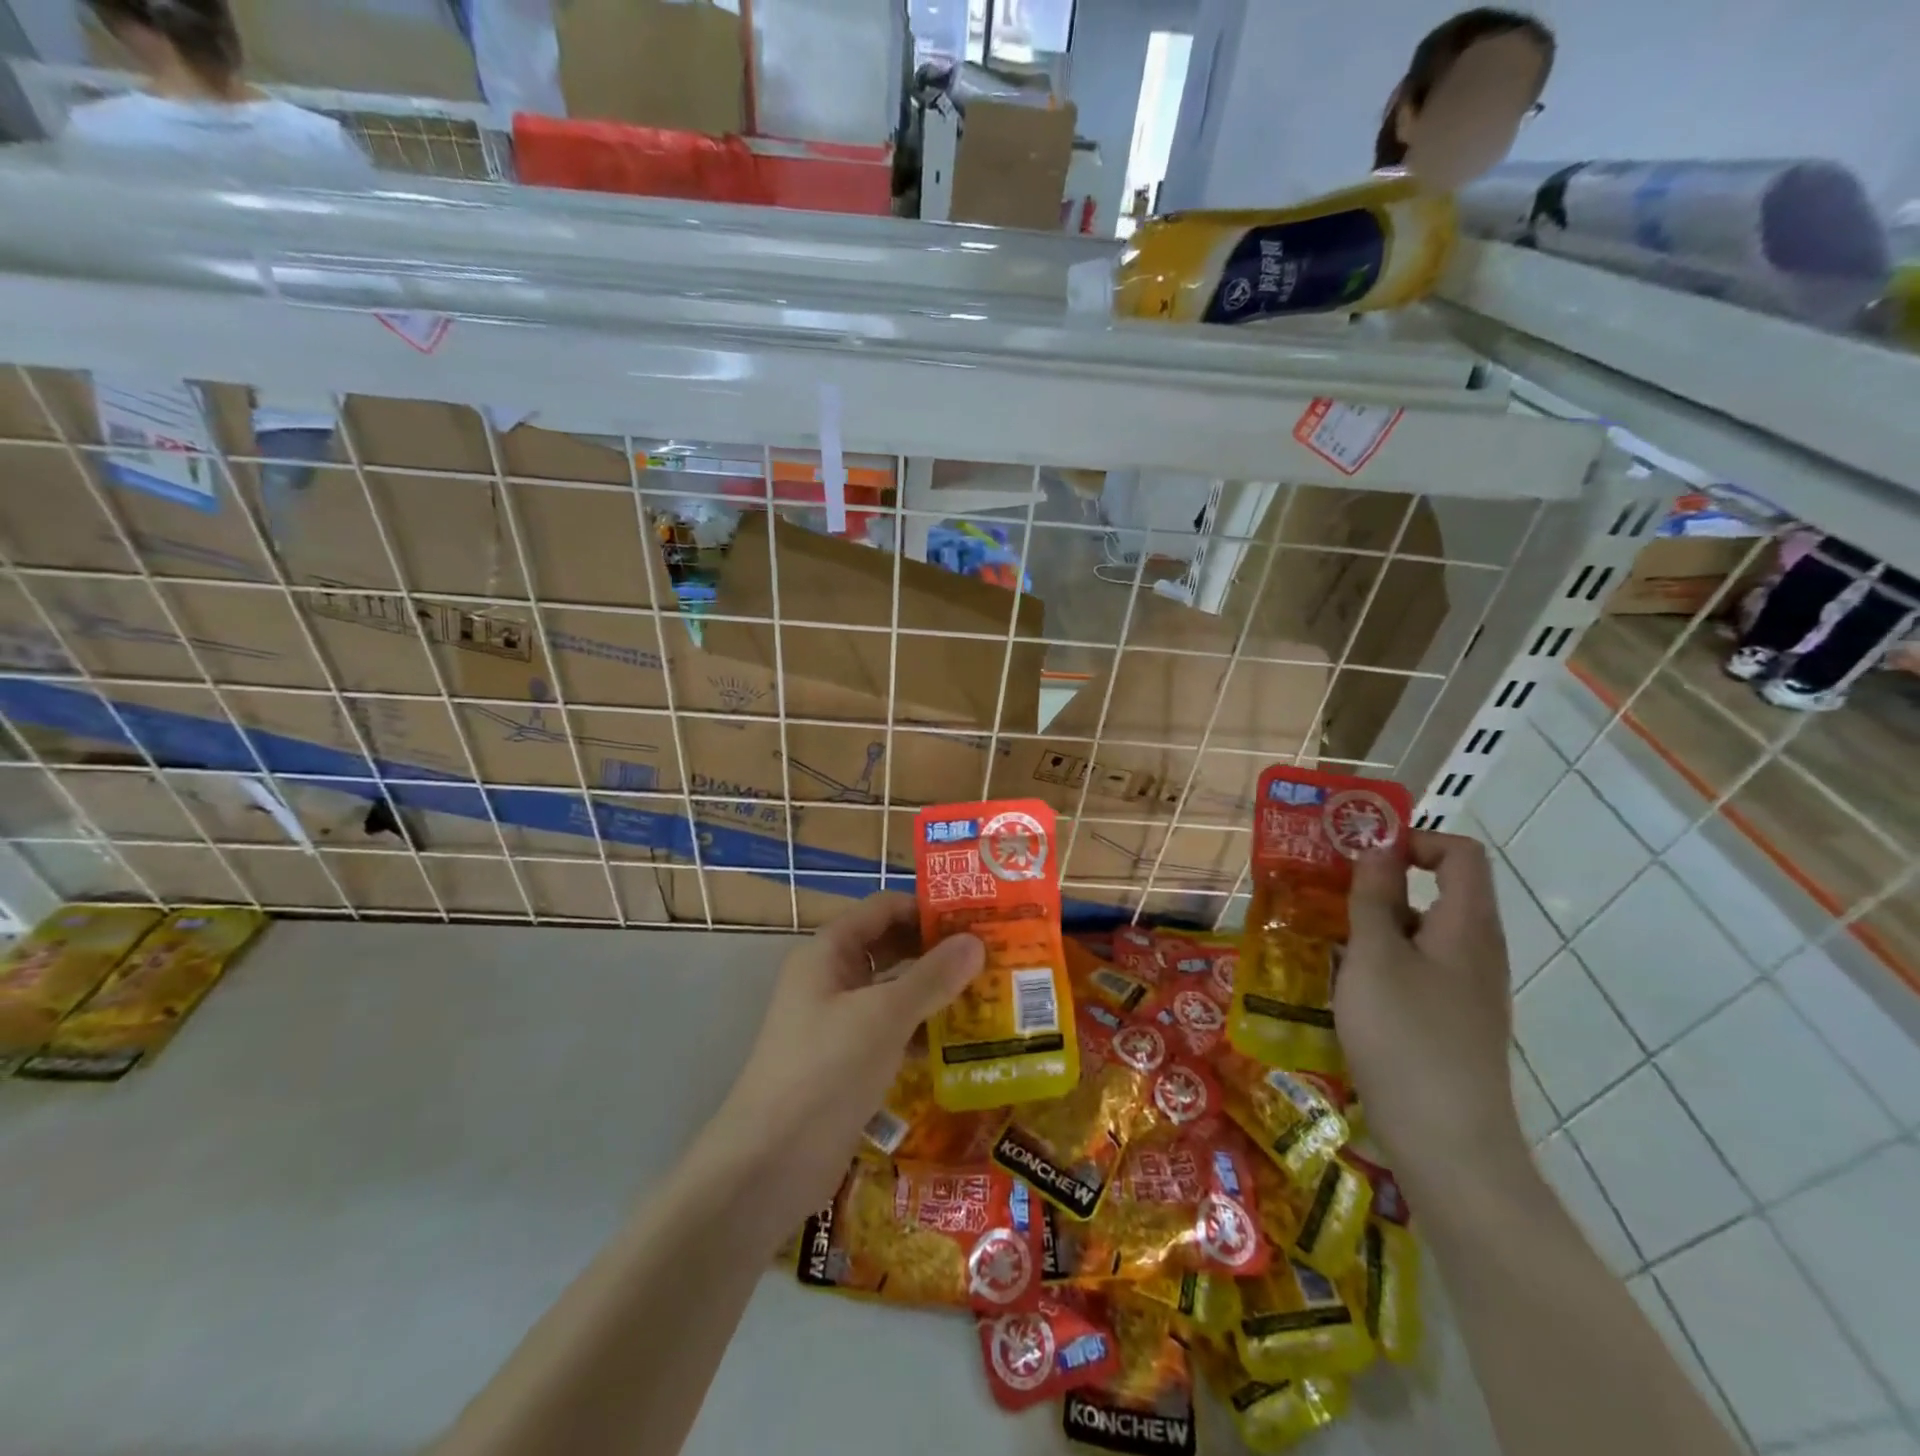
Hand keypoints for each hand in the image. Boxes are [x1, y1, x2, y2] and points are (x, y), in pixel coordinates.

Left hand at [710, 892, 983, 1222]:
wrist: (770, 1164)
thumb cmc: (826, 1070)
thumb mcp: (884, 1016)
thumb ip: (932, 977)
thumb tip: (976, 941)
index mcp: (829, 952)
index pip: (884, 909)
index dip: (928, 908)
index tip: (978, 917)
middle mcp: (833, 978)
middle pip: (892, 948)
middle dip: (938, 950)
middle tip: (994, 955)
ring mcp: (839, 1021)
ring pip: (895, 991)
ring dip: (937, 992)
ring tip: (991, 994)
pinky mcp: (849, 1061)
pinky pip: (893, 1030)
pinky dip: (924, 1030)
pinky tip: (966, 1042)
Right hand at [1333, 832, 1526, 1192]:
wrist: (1449, 1144)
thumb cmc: (1406, 1035)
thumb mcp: (1375, 956)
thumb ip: (1374, 897)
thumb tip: (1378, 848)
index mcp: (1467, 926)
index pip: (1460, 854)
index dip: (1414, 841)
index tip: (1361, 856)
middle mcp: (1476, 952)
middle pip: (1438, 892)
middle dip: (1380, 885)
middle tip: (1326, 894)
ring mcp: (1467, 992)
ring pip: (1421, 935)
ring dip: (1374, 927)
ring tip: (1323, 941)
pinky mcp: (1451, 1024)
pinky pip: (1417, 972)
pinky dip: (1381, 964)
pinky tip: (1344, 988)